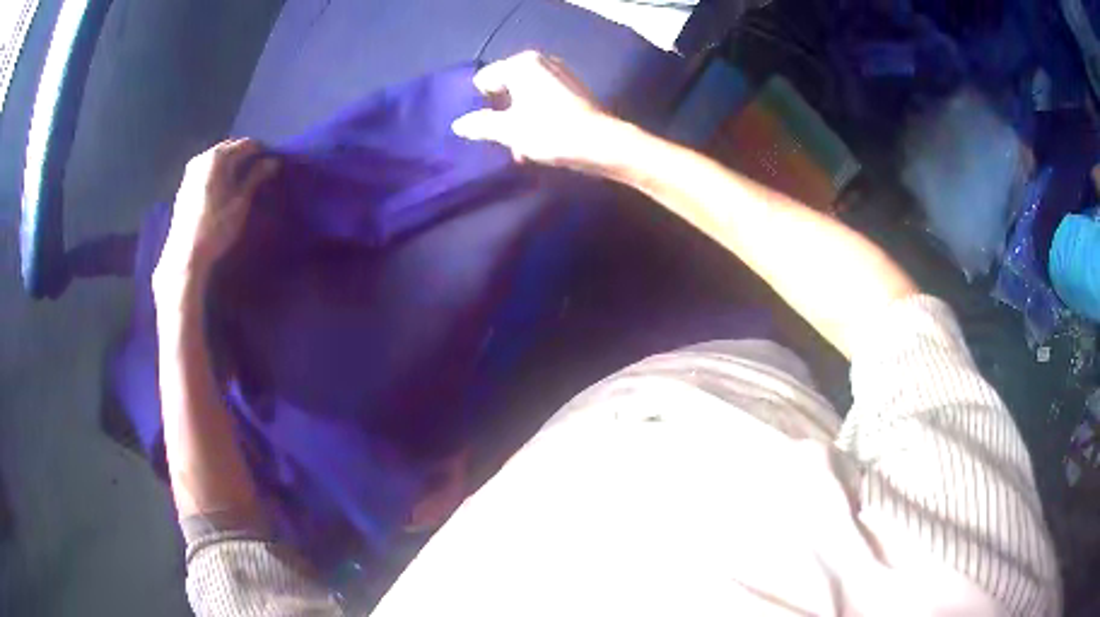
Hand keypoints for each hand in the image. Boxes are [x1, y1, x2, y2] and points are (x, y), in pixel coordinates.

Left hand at [153, 139, 277, 297]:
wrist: (186, 254)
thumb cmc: (216, 227)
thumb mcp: (241, 202)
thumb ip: (257, 177)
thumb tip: (273, 161)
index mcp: (218, 157)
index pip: (247, 144)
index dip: (262, 152)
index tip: (273, 164)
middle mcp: (203, 157)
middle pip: (230, 148)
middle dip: (245, 156)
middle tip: (260, 172)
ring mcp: (192, 170)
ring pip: (218, 159)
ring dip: (231, 165)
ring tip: (243, 181)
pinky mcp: (186, 184)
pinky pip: (208, 170)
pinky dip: (219, 173)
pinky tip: (224, 189)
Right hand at [452, 51, 616, 169]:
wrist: (603, 144)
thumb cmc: (551, 132)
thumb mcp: (509, 130)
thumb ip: (480, 125)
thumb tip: (458, 124)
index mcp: (521, 64)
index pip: (484, 80)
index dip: (481, 105)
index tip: (487, 128)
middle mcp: (540, 61)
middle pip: (506, 87)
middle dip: (502, 113)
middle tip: (503, 139)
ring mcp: (560, 73)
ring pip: (525, 96)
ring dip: (520, 119)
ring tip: (522, 146)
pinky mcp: (574, 88)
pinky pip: (544, 99)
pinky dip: (538, 116)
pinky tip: (542, 139)